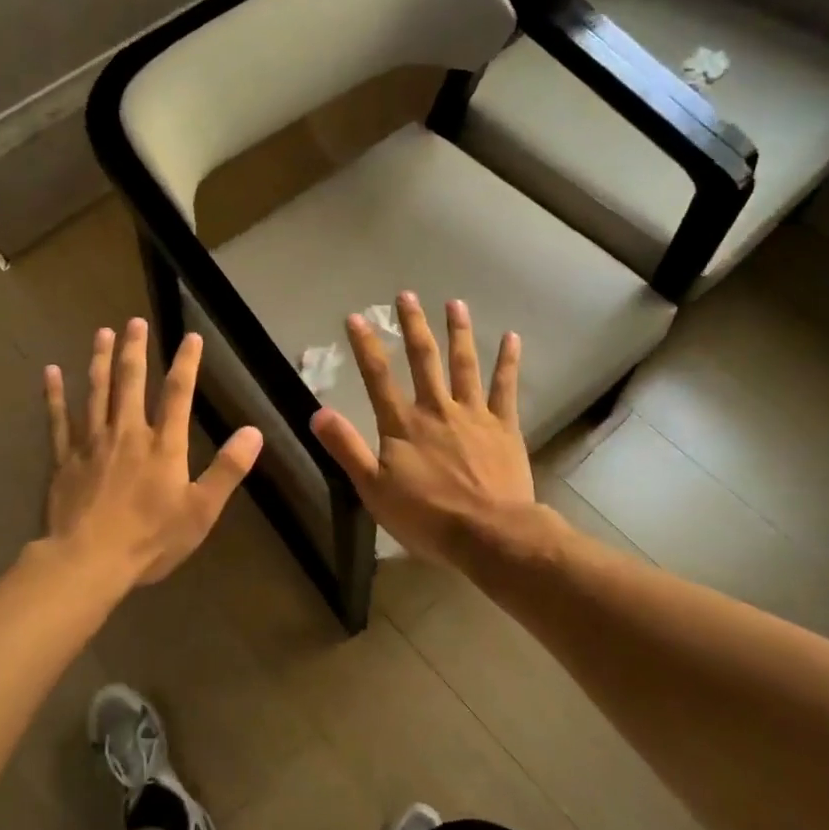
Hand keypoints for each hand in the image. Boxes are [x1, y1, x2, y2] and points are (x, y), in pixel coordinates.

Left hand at [44, 319, 263, 587]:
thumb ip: (227, 469)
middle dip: (135, 349)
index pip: (178, 393)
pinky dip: (55, 394)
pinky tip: (52, 372)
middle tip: (134, 321)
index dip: (186, 363)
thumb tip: (254, 431)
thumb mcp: (201, 510)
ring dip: (100, 360)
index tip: (191, 337)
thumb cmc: (150, 539)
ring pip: (96, 391)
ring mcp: (92, 442)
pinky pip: (59, 419)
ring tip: (102, 333)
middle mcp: (127, 433)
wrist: (88, 561)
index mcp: (163, 445)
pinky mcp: (64, 458)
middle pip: (131, 382)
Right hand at [310, 293, 534, 568]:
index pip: (378, 377)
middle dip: (413, 326)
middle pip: (423, 359)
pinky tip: (511, 337)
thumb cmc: (427, 516)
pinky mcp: (503, 426)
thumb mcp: (373, 488)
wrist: (489, 534)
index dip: (366, 346)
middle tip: (407, 295)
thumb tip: (317, 413)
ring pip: (464, 364)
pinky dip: (508, 361)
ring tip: (455, 303)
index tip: (356, 317)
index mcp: (403, 424)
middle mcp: (436, 409)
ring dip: (458, 332)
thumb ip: (347, 448)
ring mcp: (473, 414)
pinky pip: (505, 387)